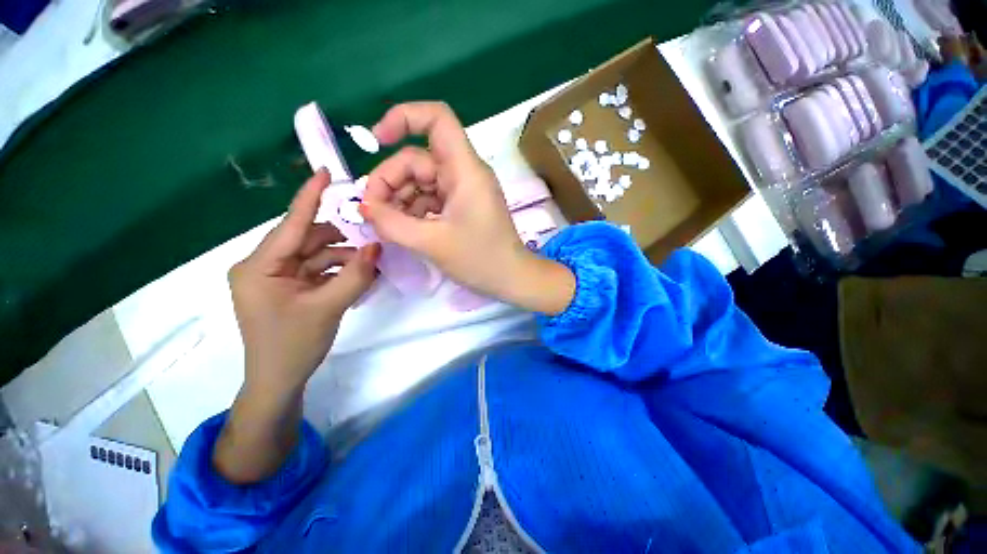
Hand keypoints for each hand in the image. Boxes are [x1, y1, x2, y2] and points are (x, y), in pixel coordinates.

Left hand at [229, 169, 378, 395]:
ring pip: (317, 256)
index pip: (291, 224)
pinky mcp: (289, 288)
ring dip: (344, 260)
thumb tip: (376, 247)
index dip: (310, 197)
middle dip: (342, 243)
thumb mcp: (329, 308)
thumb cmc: (293, 345)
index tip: (326, 172)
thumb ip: (356, 275)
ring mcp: (276, 277)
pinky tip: (359, 279)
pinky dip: (339, 272)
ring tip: (370, 269)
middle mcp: (264, 266)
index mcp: (259, 267)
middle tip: (373, 246)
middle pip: (309, 241)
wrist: (279, 380)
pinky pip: (318, 270)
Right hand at [359, 102, 574, 314]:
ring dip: (399, 198)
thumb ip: (392, 224)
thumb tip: (364, 208)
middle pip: (418, 158)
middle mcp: (464, 173)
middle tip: (372, 212)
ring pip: (421, 180)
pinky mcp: (462, 206)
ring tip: (386, 224)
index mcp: (465, 170)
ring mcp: (463, 190)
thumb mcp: (432, 243)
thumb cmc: (480, 259)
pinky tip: (403, 228)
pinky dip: (413, 209)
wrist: (511, 278)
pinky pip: (430, 198)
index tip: (376, 141)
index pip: (437, 118)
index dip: (403, 118)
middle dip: (389, 180)